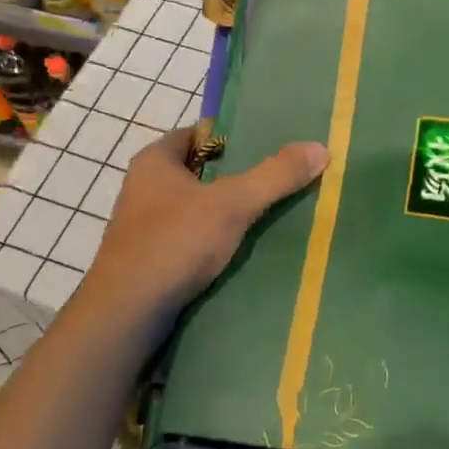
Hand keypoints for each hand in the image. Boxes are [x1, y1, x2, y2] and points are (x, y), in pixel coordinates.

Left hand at [80, 127, 327, 337]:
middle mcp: (145, 186)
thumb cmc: (174, 243)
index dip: (235, 136)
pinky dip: (217, 238)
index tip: (273, 144)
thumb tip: (321, 148)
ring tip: (274, 212)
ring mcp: (145, 225)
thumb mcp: (232, 204)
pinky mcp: (152, 257)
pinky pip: (193, 236)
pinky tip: (246, 248)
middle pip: (203, 170)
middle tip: (282, 177)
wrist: (127, 314)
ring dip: (229, 210)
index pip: (201, 133)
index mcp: (155, 161)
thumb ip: (275, 175)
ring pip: (198, 206)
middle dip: (239, 175)